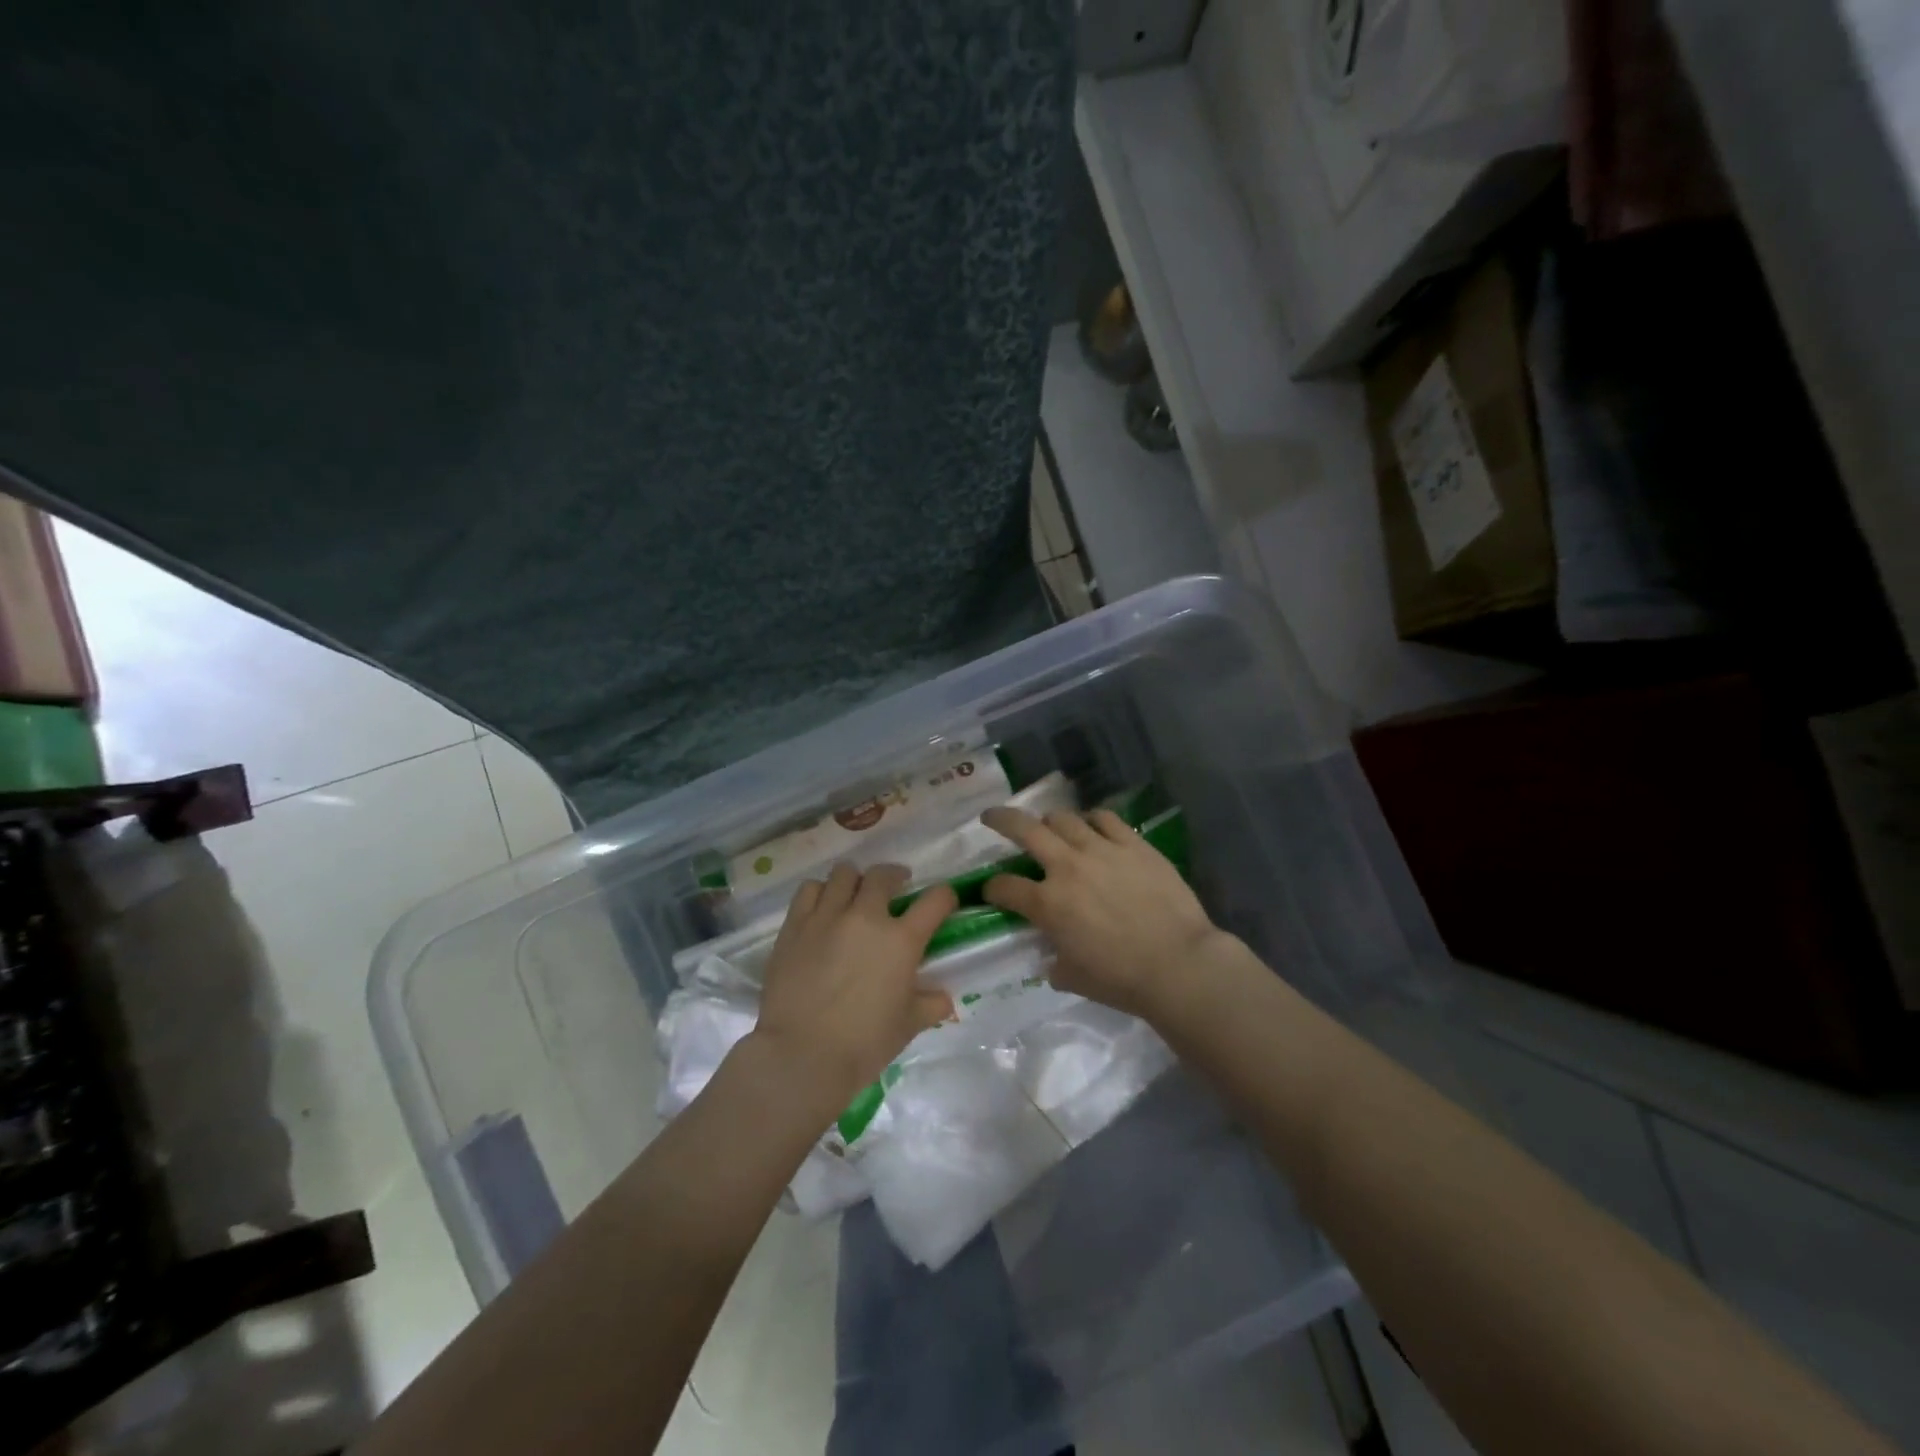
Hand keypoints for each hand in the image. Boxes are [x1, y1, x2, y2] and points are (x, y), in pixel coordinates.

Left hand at [749, 863, 956, 1110]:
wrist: (801, 1055)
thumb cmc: (863, 1044)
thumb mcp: (907, 1026)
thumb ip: (929, 1005)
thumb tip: (943, 999)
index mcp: (901, 940)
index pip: (935, 901)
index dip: (945, 897)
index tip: (944, 902)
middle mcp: (865, 917)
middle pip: (883, 875)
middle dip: (894, 877)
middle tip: (895, 888)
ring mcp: (827, 917)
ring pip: (843, 874)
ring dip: (854, 881)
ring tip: (854, 895)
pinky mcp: (794, 926)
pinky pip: (810, 890)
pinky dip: (820, 892)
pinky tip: (822, 907)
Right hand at [981, 806, 1223, 1021]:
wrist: (1178, 964)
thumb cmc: (1122, 979)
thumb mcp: (1073, 978)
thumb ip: (1055, 961)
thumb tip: (1053, 957)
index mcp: (1047, 904)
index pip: (1005, 887)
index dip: (992, 888)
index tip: (992, 891)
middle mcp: (1067, 868)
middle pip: (1024, 829)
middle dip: (1001, 820)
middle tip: (991, 817)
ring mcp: (1101, 850)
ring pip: (1063, 818)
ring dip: (1049, 821)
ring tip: (1049, 826)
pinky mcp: (1133, 844)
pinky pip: (1105, 818)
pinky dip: (1091, 820)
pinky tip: (1092, 826)